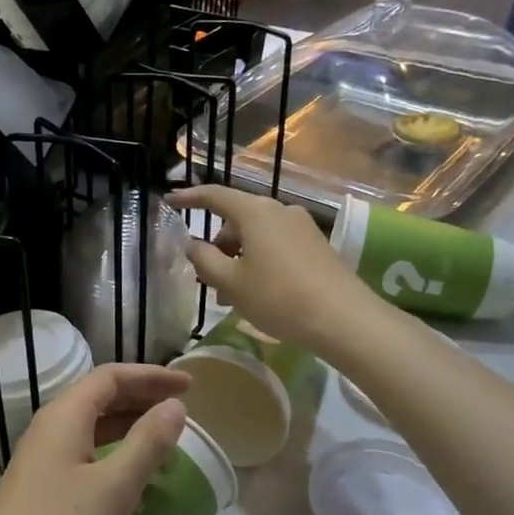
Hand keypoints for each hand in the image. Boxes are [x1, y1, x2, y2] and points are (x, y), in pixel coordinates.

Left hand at [0, 364, 188, 514]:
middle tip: (183, 411)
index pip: (111, 377)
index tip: (190, 386)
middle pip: (100, 399)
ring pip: (93, 431)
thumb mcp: (114, 487)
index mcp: (64, 417)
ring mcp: (42, 462)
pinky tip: (136, 484)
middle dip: (143, 399)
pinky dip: (115, 460)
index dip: (151, 377)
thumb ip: (148, 443)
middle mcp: (50, 430)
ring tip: (168, 445)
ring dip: (131, 431)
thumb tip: (174, 406)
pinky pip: (86, 459)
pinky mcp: (42, 491)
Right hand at [169, 183, 377, 346]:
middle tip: (207, 278)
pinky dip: (259, 261)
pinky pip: (276, 244)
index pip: (214, 196)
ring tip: (232, 294)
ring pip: (257, 235)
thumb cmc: (278, 297)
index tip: (170, 201)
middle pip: (237, 218)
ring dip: (238, 257)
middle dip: (218, 245)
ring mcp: (302, 226)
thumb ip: (204, 259)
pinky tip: (258, 291)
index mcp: (255, 213)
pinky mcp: (316, 244)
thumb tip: (192, 244)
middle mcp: (279, 210)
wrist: (343, 318)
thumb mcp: (230, 282)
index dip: (189, 198)